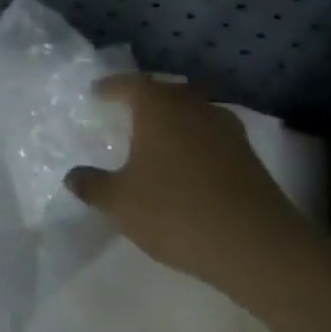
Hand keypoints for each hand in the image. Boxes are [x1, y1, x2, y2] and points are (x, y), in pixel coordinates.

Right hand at [63, 76, 300, 286]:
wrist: (258, 247)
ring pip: (193, 111)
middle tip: (126, 110)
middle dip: (145, 97)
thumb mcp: (120, 203)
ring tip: (156, 136)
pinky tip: (186, 162)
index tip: (96, 93)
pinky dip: (194, 140)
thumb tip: (72, 176)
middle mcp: (194, 108)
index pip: (129, 84)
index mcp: (159, 108)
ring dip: (174, 118)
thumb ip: (92, 185)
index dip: (110, 87)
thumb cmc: (176, 212)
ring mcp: (227, 130)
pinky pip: (211, 135)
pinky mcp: (248, 157)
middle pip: (166, 91)